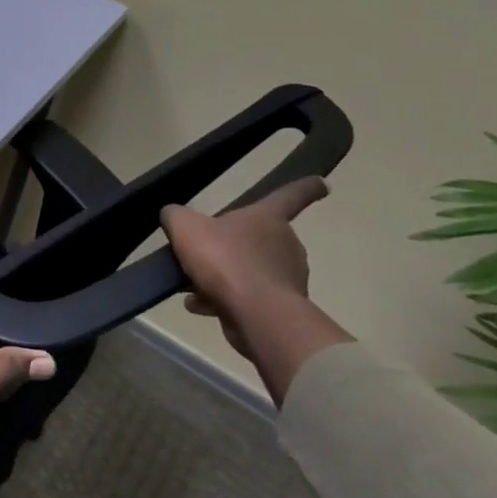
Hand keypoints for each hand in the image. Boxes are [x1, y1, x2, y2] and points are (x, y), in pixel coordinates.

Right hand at [160, 178, 328, 350]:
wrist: (255, 314)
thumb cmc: (224, 259)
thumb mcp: (185, 227)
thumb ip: (176, 216)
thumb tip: (173, 215)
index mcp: (267, 218)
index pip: (290, 195)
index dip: (304, 187)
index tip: (322, 183)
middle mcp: (285, 244)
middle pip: (260, 238)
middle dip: (234, 245)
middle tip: (205, 253)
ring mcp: (287, 278)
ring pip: (249, 271)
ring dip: (224, 277)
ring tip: (192, 286)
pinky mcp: (281, 309)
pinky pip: (247, 298)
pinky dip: (224, 300)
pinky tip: (200, 306)